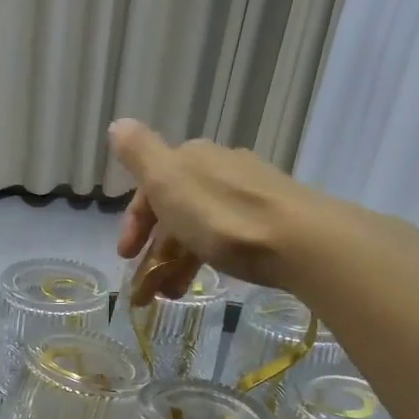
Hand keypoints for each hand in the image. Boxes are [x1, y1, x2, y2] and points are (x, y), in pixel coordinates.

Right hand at [108, 119, 325, 303]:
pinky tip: (207, 277)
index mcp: (191, 157)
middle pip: (174, 208)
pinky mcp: (271, 218)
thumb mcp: (168, 181)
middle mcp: (219, 167)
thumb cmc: (222, 216)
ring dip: (178, 261)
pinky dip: (206, 257)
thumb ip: (139, 154)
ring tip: (173, 295)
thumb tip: (118, 123)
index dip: (134, 222)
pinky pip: (225, 236)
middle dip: (155, 247)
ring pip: (199, 225)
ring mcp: (249, 191)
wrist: (300, 241)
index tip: (126, 257)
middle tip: (147, 284)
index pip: (149, 188)